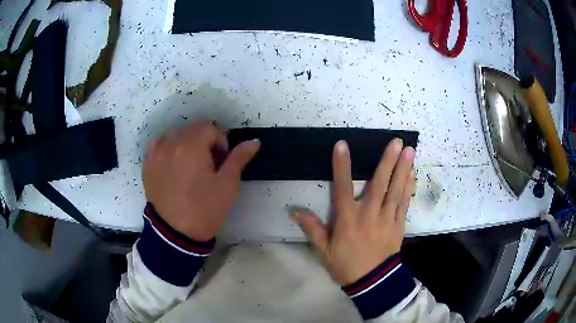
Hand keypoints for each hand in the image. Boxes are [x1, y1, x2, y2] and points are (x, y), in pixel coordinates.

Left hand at [143, 122, 259, 240]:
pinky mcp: (147, 165)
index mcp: (192, 146)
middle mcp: (171, 144)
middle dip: (203, 139)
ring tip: (189, 163)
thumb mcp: (227, 185)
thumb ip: (239, 158)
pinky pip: (157, 145)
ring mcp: (156, 154)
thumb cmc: (205, 209)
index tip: (221, 161)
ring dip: (185, 141)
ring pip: (173, 134)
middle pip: (191, 128)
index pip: (209, 128)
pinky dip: (167, 147)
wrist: (175, 234)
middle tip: (208, 163)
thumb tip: (254, 141)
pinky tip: (172, 162)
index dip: (220, 141)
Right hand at [293, 139, 414, 284]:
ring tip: (410, 151)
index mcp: (349, 220)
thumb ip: (312, 229)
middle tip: (397, 141)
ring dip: (403, 169)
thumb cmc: (346, 265)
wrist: (373, 282)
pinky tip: (412, 174)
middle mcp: (369, 214)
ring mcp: (387, 219)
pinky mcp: (398, 225)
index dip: (342, 166)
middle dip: (388, 161)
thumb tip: (294, 210)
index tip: (342, 145)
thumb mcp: (324, 251)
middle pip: (379, 184)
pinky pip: (404, 203)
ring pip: (396, 190)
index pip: (343, 188)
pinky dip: (408, 187)